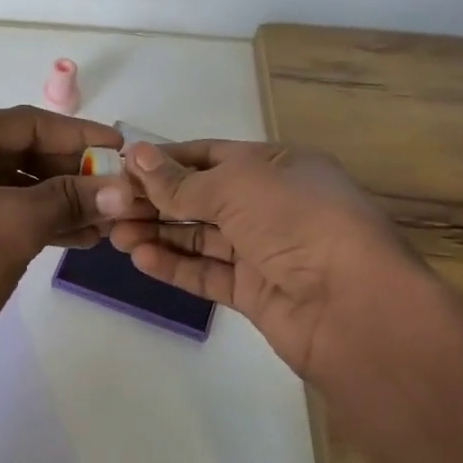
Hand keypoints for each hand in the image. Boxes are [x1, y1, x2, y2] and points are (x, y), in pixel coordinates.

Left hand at [0, 106, 150, 357]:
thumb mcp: (16, 224)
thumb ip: (71, 199)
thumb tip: (124, 190)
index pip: (27, 124)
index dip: (79, 136)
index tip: (123, 149)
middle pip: (21, 152)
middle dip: (72, 174)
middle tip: (120, 190)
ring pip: (15, 186)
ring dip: (61, 202)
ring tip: (108, 220)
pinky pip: (2, 212)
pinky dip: (38, 222)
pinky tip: (78, 237)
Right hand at [103, 140, 428, 381]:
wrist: (354, 306)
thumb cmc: (299, 222)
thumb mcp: (237, 186)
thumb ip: (182, 180)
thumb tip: (136, 155)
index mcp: (278, 166)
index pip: (211, 155)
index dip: (166, 160)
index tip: (121, 167)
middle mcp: (272, 205)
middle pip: (202, 198)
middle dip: (156, 200)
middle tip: (109, 206)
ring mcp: (265, 251)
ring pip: (202, 238)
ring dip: (159, 233)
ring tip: (115, 234)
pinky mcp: (256, 293)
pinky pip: (208, 274)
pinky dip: (176, 265)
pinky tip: (141, 258)